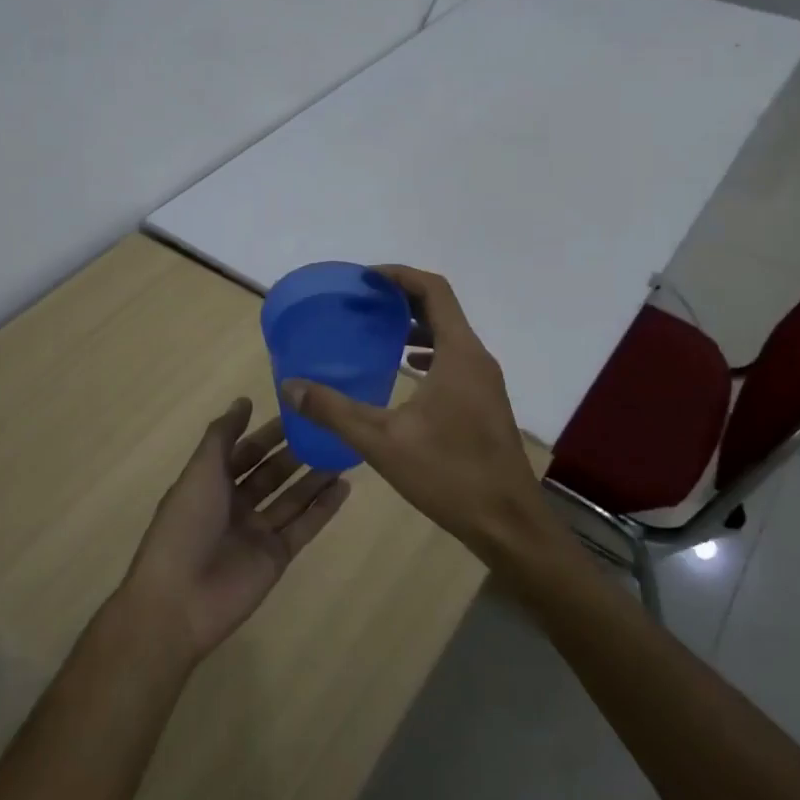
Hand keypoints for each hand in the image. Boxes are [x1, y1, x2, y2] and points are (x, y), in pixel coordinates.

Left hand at [122, 397, 350, 663]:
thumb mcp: (201, 470)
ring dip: (315, 478)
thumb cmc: (186, 525)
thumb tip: (244, 400)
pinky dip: (323, 509)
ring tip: (345, 453)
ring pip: (292, 498)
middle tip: (329, 431)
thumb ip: (223, 435)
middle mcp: (235, 505)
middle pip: (271, 474)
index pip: (245, 451)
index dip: (269, 434)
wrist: (179, 600)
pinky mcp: (276, 557)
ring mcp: (257, 532)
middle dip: (296, 453)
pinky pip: (304, 526)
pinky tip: (344, 487)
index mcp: (211, 484)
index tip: (298, 413)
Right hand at [280, 266, 549, 564]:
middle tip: (363, 301)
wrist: (508, 524)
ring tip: (376, 330)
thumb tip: (291, 386)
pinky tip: (403, 371)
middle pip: (442, 308)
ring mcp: (485, 381)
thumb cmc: (449, 475)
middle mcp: (477, 358)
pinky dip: (427, 352)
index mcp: (459, 354)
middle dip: (402, 298)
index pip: (434, 290)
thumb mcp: (382, 442)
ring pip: (449, 335)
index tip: (366, 278)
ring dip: (415, 325)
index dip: (400, 275)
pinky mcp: (485, 402)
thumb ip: (334, 411)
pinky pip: (454, 359)